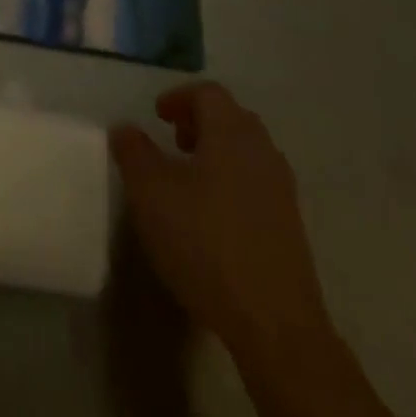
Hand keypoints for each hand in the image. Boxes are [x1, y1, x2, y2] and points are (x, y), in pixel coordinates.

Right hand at [111, 82, 332, 356]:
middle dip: (201, 122)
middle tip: (174, 142)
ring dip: (218, 153)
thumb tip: (124, 128)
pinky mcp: (291, 226)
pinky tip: (214, 217)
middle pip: (232, 118)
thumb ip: (134, 153)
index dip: (179, 97)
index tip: (157, 116)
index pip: (208, 93)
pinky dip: (234, 182)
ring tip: (190, 180)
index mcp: (231, 132)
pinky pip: (258, 183)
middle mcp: (262, 150)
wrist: (275, 323)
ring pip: (247, 151)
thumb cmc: (206, 243)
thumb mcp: (151, 195)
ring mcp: (282, 189)